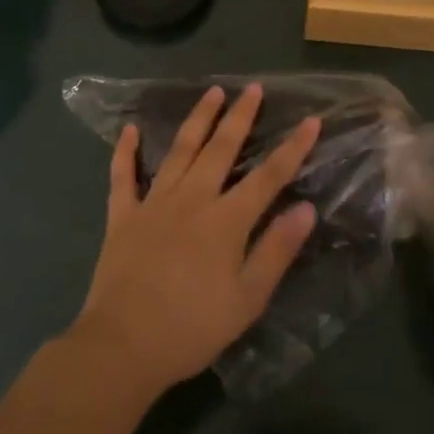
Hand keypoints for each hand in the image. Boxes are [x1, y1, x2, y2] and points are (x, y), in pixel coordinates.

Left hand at [70, 85, 321, 398]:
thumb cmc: (192, 327)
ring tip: (211, 93)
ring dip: (197, 120)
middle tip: (252, 88)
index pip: (268, 176)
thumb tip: (306, 209)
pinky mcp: (123, 215)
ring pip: (180, 151)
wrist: (124, 345)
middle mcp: (192, 199)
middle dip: (240, 117)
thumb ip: (276, 250)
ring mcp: (154, 203)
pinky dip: (126, 151)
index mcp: (226, 220)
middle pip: (221, 149)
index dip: (292, 148)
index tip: (311, 121)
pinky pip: (123, 176)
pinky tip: (131, 129)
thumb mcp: (247, 298)